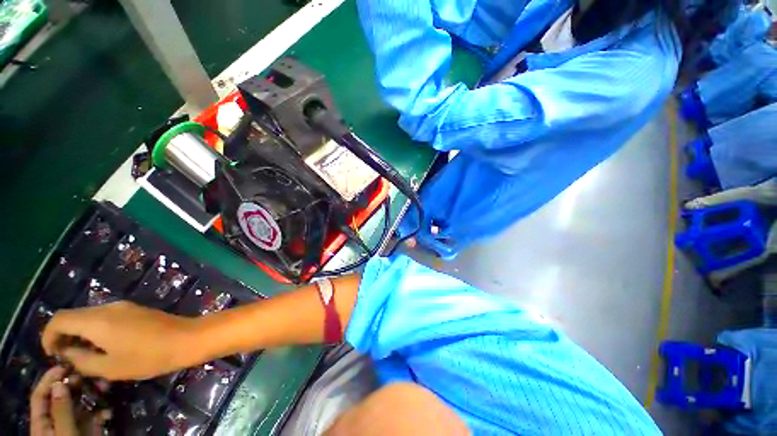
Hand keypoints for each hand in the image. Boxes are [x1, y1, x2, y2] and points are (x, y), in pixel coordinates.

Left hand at [30, 366, 110, 435]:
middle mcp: (56, 420)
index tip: (65, 365)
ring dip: (91, 394)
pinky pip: (92, 416)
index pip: (41, 395)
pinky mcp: (88, 430)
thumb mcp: (65, 434)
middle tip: (89, 373)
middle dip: (75, 384)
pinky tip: (107, 412)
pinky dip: (100, 411)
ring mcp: (73, 425)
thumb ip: (61, 410)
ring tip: (105, 387)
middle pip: (61, 397)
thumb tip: (61, 381)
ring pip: (80, 404)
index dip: (49, 378)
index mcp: (42, 422)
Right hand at [42, 301, 200, 380]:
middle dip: (63, 335)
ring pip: (89, 316)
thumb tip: (67, 352)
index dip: (48, 335)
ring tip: (84, 355)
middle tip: (67, 358)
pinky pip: (105, 316)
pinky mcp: (134, 309)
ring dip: (80, 333)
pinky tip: (102, 346)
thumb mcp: (109, 367)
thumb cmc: (148, 357)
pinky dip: (95, 329)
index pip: (59, 319)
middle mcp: (107, 307)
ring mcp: (123, 306)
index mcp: (97, 319)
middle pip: (73, 316)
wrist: (187, 338)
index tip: (52, 354)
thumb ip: (82, 360)